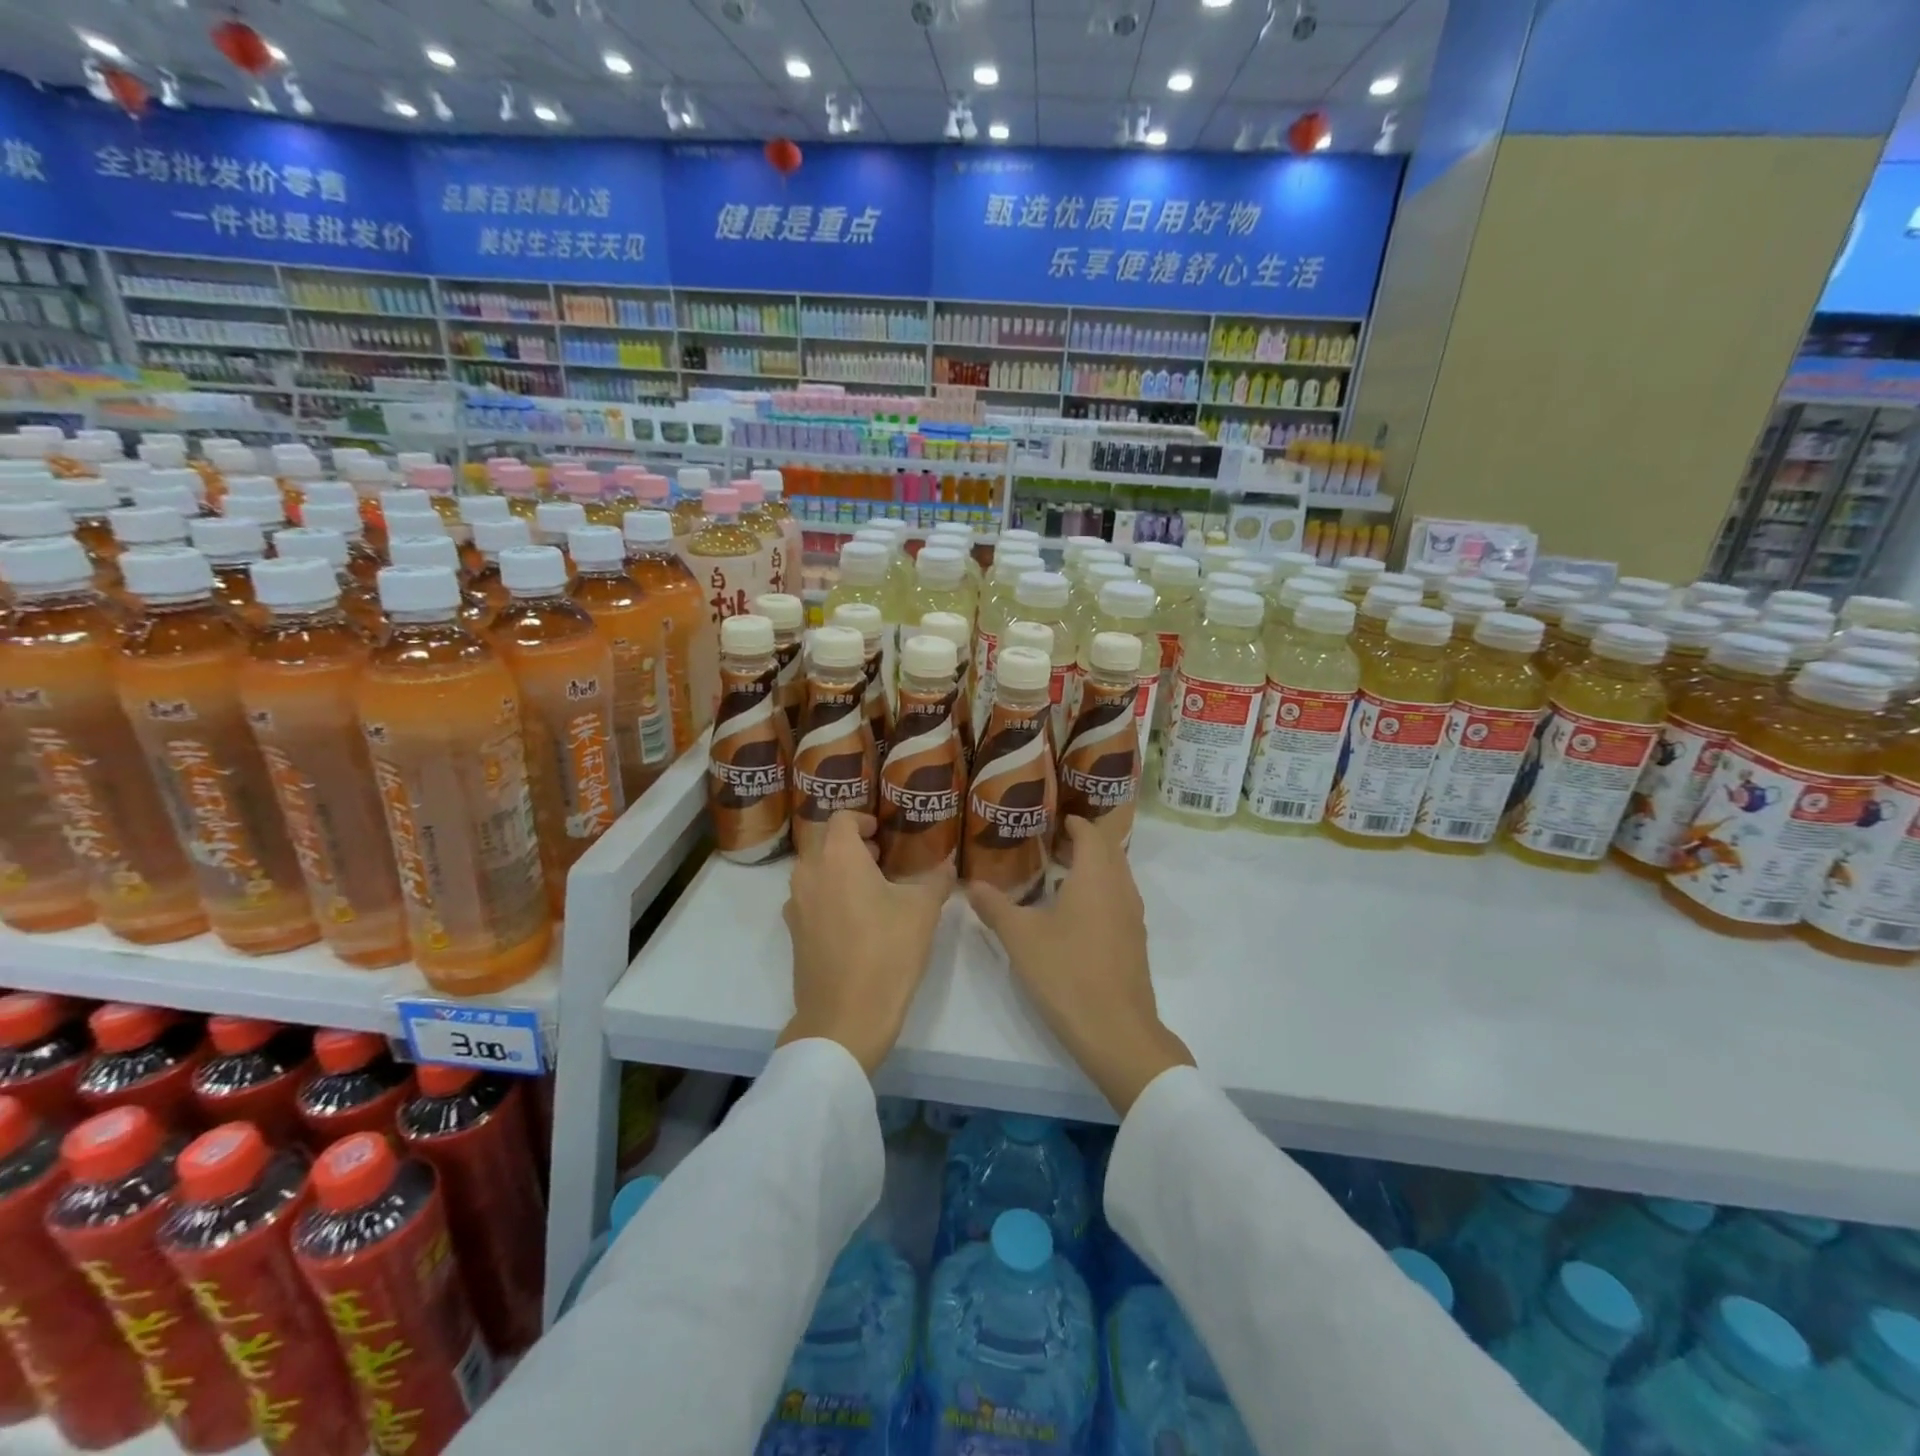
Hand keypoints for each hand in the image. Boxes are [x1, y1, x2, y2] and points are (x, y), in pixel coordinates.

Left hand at [779, 811, 953, 1074]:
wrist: (845, 1017)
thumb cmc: (886, 952)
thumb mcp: (923, 912)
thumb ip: (937, 880)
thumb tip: (950, 864)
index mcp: (837, 857)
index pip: (841, 818)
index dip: (862, 819)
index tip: (882, 832)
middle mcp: (809, 873)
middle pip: (825, 842)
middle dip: (851, 845)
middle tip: (881, 858)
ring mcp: (796, 905)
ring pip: (815, 871)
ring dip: (839, 870)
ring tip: (872, 888)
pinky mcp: (794, 933)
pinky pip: (810, 899)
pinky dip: (829, 896)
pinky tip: (856, 919)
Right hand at [968, 817, 1192, 1114]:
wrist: (1117, 1032)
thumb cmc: (1067, 973)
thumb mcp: (1021, 938)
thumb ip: (995, 906)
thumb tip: (972, 884)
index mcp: (1097, 877)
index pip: (1090, 833)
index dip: (1073, 822)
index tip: (1050, 819)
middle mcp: (1121, 888)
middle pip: (1108, 851)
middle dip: (1082, 842)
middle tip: (1048, 842)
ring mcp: (1132, 917)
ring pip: (1115, 876)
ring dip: (1092, 867)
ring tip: (1057, 874)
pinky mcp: (1134, 942)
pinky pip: (1117, 900)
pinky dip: (1099, 892)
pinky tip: (1072, 913)